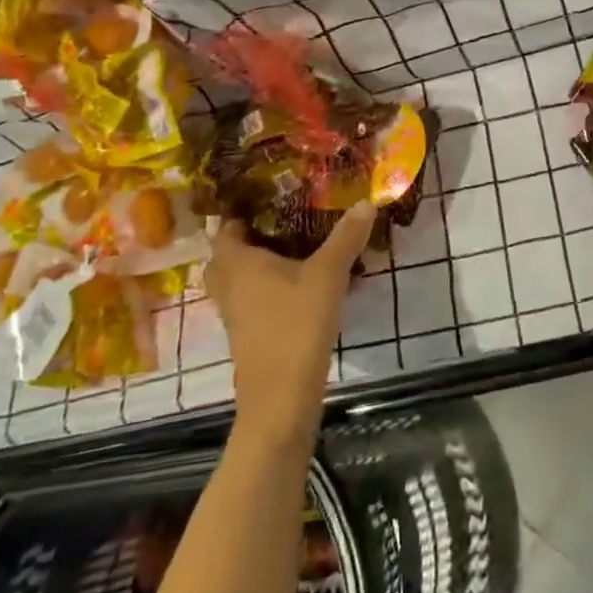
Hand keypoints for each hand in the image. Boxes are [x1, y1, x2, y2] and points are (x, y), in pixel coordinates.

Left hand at [209, 203, 374, 446]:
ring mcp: (234, 313)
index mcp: (238, 262)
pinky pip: (248, 300)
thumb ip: (346, 237)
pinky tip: (296, 286)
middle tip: (280, 223)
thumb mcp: (328, 275)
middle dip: (248, 238)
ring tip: (291, 251)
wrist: (281, 397)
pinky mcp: (246, 334)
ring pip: (236, 280)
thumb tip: (366, 201)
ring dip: (255, 266)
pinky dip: (264, 289)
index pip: (226, 227)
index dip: (241, 210)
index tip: (268, 195)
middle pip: (226, 255)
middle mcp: (228, 285)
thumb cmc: (296, 325)